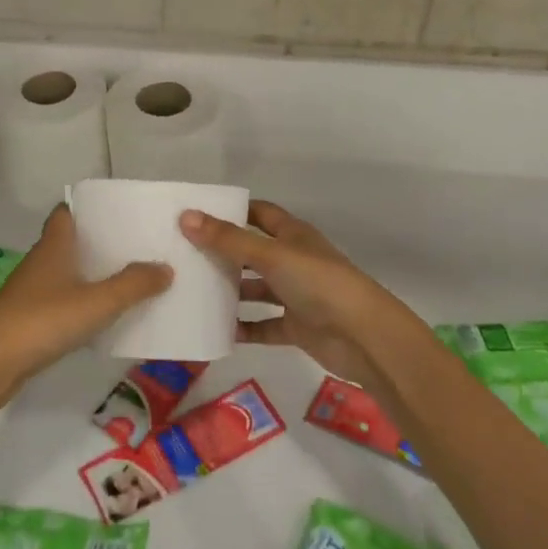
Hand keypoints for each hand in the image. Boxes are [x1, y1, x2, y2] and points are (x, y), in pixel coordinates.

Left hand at [0, 205, 170, 408]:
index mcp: (54, 246)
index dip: (89, 209)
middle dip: (99, 243)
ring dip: (91, 274)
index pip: (67, 212)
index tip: (119, 213)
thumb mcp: (97, 302)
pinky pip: (61, 300)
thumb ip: (133, 285)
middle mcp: (41, 261)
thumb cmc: (43, 320)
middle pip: (70, 242)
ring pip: (66, 272)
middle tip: (136, 247)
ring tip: (128, 280)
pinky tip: (102, 316)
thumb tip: (165, 268)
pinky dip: (80, 302)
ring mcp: (31, 291)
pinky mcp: (28, 319)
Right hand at [180, 200, 410, 385]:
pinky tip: (217, 330)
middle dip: (223, 253)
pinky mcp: (297, 327)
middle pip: (253, 251)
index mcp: (293, 235)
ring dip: (231, 291)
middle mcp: (294, 261)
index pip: (259, 213)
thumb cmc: (318, 283)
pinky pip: (264, 326)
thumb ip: (228, 239)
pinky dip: (244, 328)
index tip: (197, 213)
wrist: (364, 337)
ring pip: (257, 289)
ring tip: (193, 292)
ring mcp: (296, 295)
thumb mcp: (270, 255)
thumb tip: (186, 216)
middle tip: (184, 255)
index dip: (232, 211)